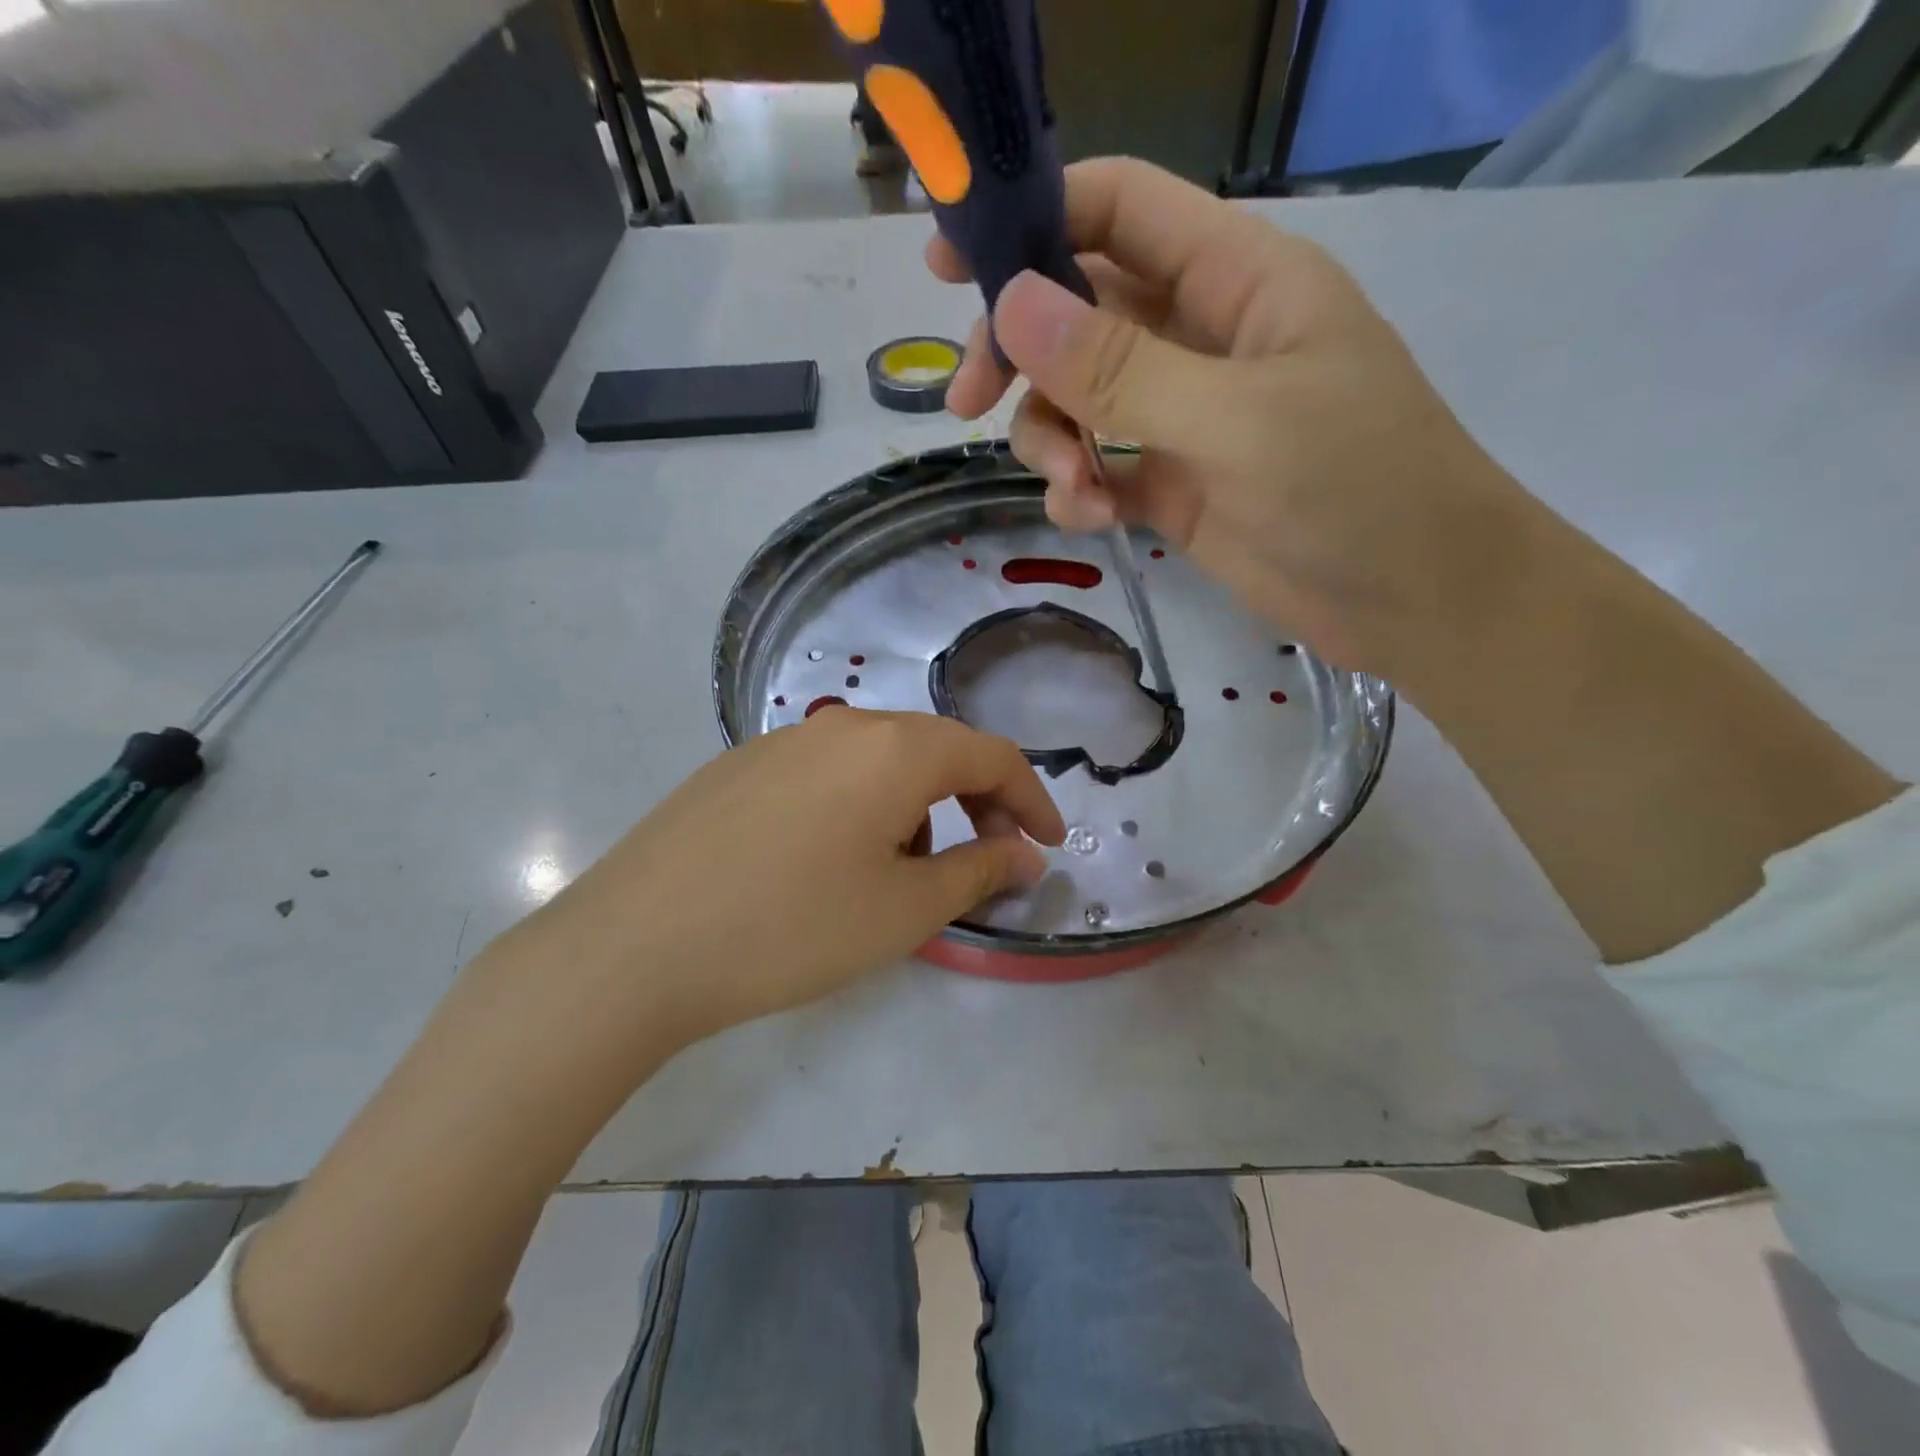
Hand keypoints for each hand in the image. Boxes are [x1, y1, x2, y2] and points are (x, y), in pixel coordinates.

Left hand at [490, 707, 1064, 1052]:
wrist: (636, 945)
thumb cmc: (792, 928)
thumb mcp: (904, 910)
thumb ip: (979, 873)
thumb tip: (1023, 855)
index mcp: (894, 749)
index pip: (991, 755)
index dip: (1031, 799)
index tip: (1048, 846)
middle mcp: (842, 726)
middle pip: (936, 750)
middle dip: (976, 801)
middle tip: (987, 859)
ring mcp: (784, 741)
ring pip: (880, 761)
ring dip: (916, 807)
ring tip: (904, 872)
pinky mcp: (741, 765)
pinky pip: (829, 773)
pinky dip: (862, 806)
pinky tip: (834, 860)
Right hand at [931, 156, 1532, 677]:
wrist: (1414, 601)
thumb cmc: (1356, 489)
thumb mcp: (1236, 421)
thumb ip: (1120, 368)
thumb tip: (1011, 306)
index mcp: (1237, 278)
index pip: (1119, 212)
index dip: (1033, 222)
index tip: (949, 267)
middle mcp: (1201, 335)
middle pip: (1077, 311)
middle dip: (1019, 353)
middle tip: (966, 403)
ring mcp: (1182, 414)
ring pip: (1076, 399)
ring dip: (1050, 439)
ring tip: (1072, 487)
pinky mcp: (1170, 483)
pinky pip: (1096, 465)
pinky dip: (1078, 488)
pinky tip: (1092, 518)